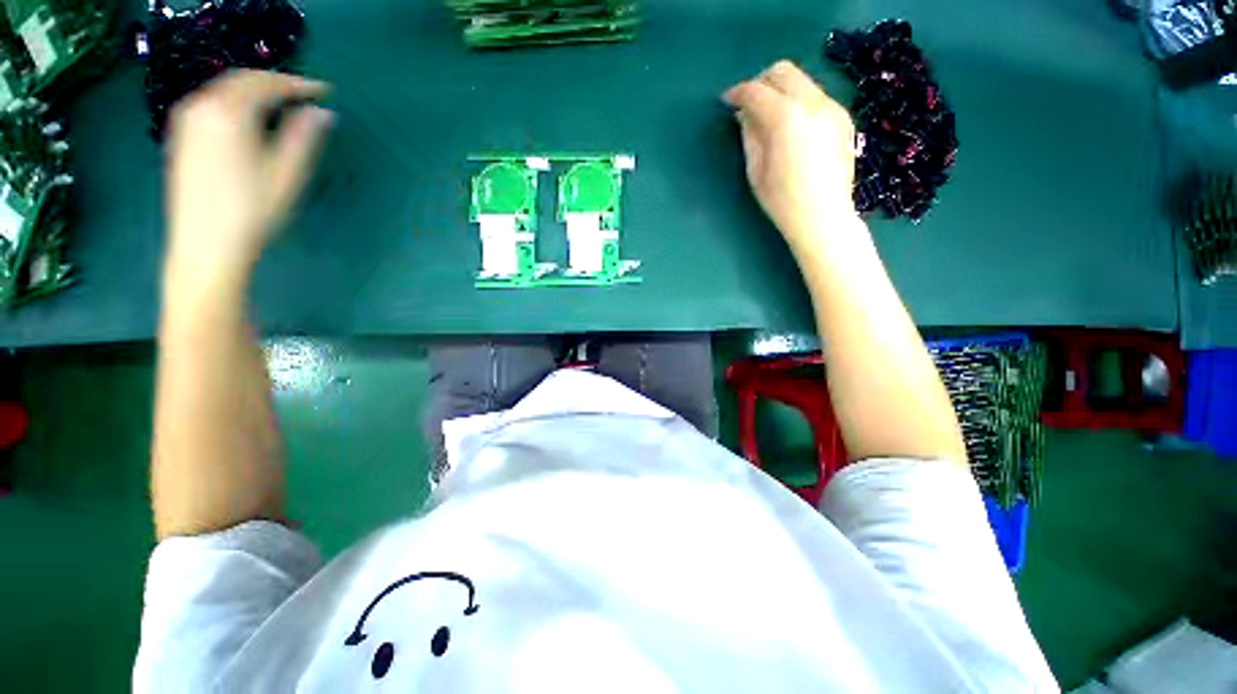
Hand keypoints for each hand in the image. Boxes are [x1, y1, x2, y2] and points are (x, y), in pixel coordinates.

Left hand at [166, 70, 331, 278]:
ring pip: (224, 90)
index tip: (324, 91)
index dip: (298, 83)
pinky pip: (211, 103)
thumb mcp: (287, 175)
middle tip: (305, 94)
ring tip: (282, 104)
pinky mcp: (180, 136)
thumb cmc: (252, 212)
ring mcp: (186, 121)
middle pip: (241, 80)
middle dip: (275, 83)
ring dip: (254, 91)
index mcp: (229, 113)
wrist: (205, 245)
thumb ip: (303, 138)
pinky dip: (235, 101)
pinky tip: (250, 116)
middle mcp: (202, 107)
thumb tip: (323, 113)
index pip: (267, 83)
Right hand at [723, 61, 858, 252]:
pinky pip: (815, 96)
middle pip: (783, 71)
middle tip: (747, 104)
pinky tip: (791, 127)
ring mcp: (832, 107)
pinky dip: (797, 102)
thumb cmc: (782, 202)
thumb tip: (744, 114)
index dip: (738, 93)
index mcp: (786, 119)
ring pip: (801, 81)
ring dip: (780, 91)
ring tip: (768, 117)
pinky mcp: (842, 117)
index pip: (757, 91)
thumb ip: (749, 136)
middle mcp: (812, 103)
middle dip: (760, 82)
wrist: (824, 217)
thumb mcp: (755, 171)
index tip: (727, 102)